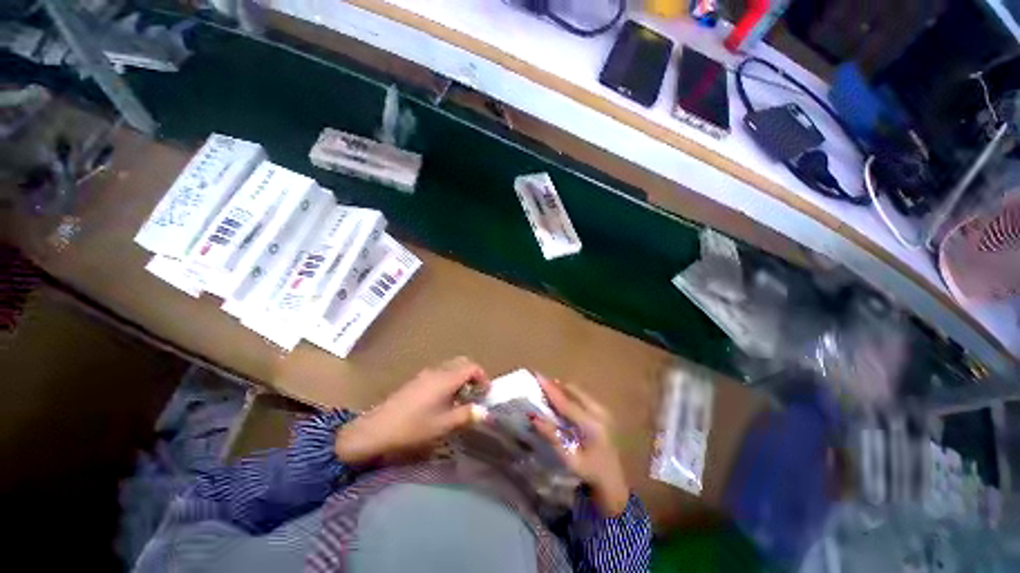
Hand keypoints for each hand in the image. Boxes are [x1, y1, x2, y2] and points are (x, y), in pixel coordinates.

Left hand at [335, 357, 488, 465]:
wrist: (376, 429)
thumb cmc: (413, 427)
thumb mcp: (443, 424)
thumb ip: (466, 415)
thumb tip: (486, 412)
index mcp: (446, 378)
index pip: (472, 366)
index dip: (483, 377)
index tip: (486, 393)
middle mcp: (438, 370)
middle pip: (462, 362)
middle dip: (472, 374)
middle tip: (476, 393)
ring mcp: (425, 374)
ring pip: (450, 367)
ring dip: (460, 377)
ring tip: (461, 399)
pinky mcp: (416, 380)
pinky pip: (440, 372)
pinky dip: (449, 380)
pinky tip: (443, 400)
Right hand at [532, 376, 629, 516]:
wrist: (614, 480)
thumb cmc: (590, 472)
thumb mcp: (569, 458)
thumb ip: (552, 435)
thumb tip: (533, 416)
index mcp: (591, 425)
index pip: (566, 402)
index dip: (550, 388)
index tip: (538, 375)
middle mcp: (599, 412)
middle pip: (574, 391)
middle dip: (556, 385)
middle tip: (541, 382)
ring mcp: (604, 410)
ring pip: (579, 391)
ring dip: (564, 389)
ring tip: (549, 389)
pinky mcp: (604, 411)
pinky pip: (584, 396)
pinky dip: (571, 394)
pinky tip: (563, 399)